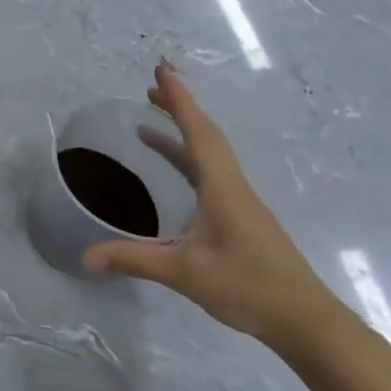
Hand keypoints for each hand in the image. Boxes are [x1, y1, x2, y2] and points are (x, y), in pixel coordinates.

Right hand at [83, 63, 350, 358]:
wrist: (306, 319)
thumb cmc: (247, 287)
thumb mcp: (184, 272)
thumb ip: (133, 260)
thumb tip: (85, 257)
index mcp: (222, 187)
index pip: (198, 133)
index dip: (179, 100)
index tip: (161, 71)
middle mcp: (233, 186)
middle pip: (206, 136)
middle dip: (179, 109)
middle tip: (149, 89)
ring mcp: (241, 202)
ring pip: (210, 154)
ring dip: (183, 133)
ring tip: (150, 125)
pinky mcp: (243, 217)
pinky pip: (212, 173)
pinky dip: (189, 158)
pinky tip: (178, 172)